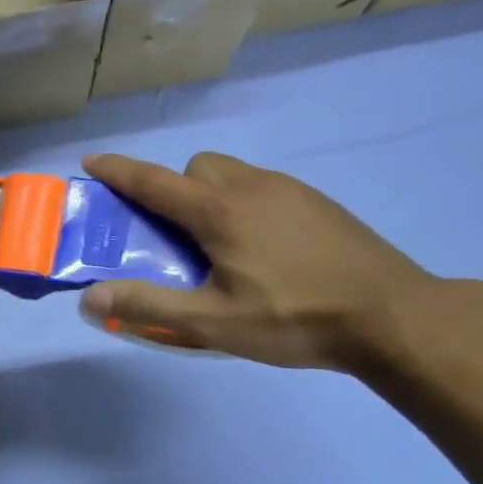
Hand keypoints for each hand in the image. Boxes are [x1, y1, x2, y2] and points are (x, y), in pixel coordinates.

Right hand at [79, 152, 438, 372]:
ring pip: (233, 175)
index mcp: (221, 211)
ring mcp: (292, 191)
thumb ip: (148, 307)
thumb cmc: (294, 318)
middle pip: (196, 169)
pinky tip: (259, 252)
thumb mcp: (212, 322)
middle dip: (172, 190)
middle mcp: (253, 187)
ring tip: (215, 249)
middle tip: (171, 238)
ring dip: (208, 197)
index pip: (155, 181)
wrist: (393, 315)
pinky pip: (262, 189)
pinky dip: (241, 206)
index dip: (119, 171)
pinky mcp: (318, 204)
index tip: (91, 161)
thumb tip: (89, 296)